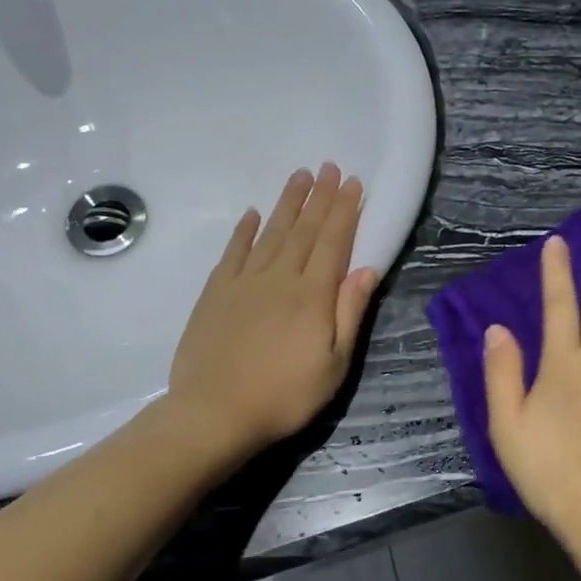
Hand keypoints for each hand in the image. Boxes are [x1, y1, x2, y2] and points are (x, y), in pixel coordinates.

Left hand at [167, 164, 379, 458]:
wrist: (214, 413)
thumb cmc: (284, 396)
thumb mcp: (334, 365)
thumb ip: (349, 314)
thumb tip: (366, 269)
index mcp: (312, 295)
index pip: (333, 242)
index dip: (345, 211)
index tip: (353, 182)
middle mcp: (279, 278)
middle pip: (304, 230)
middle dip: (320, 197)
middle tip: (329, 166)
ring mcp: (244, 283)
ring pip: (271, 233)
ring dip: (287, 204)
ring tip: (299, 176)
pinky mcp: (216, 293)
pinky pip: (234, 253)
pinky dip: (244, 232)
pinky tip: (253, 215)